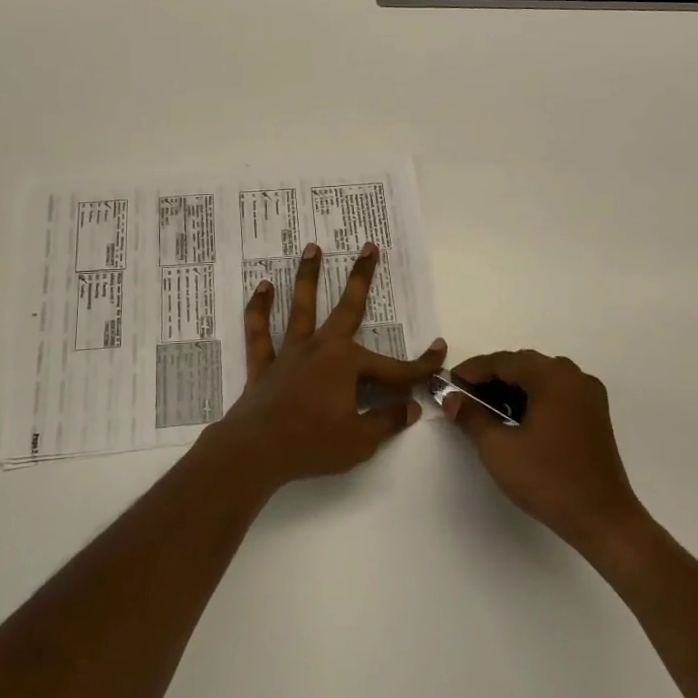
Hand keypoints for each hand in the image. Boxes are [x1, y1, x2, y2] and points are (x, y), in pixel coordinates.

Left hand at [207, 241, 446, 493]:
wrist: (256, 451)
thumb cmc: (313, 444)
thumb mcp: (360, 440)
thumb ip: (386, 421)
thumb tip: (412, 407)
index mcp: (347, 364)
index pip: (393, 368)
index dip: (420, 365)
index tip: (441, 352)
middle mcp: (320, 348)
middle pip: (347, 308)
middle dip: (361, 277)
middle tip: (369, 246)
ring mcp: (290, 353)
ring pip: (301, 307)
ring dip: (308, 277)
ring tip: (312, 247)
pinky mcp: (264, 364)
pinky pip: (260, 332)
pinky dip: (260, 309)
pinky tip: (263, 287)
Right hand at [443, 351, 645, 560]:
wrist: (604, 521)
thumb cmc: (548, 480)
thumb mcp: (499, 448)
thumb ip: (471, 416)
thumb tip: (451, 398)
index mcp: (552, 376)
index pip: (502, 361)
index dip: (472, 371)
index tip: (448, 384)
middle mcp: (573, 376)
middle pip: (522, 366)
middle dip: (491, 379)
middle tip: (464, 398)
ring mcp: (588, 395)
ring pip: (540, 379)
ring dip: (511, 389)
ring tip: (486, 411)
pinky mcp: (595, 415)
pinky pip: (556, 393)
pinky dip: (533, 399)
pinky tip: (516, 420)